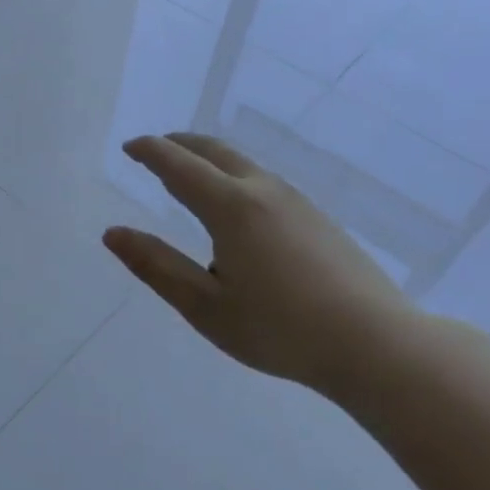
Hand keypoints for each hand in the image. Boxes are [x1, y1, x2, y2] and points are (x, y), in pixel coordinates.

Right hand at [103, 133, 425, 404]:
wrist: (376, 344)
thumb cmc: (280, 329)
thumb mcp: (205, 306)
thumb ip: (156, 266)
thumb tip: (112, 233)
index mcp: (231, 207)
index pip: (179, 165)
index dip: (150, 152)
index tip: (129, 147)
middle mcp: (263, 191)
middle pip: (215, 151)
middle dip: (180, 144)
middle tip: (155, 149)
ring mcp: (297, 202)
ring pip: (243, 164)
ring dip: (209, 159)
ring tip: (190, 175)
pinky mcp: (318, 218)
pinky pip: (264, 182)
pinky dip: (234, 177)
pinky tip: (237, 208)